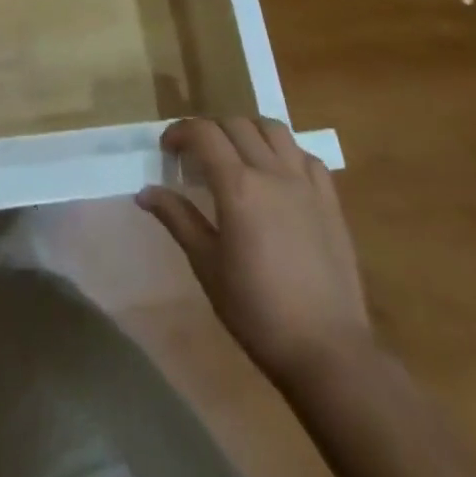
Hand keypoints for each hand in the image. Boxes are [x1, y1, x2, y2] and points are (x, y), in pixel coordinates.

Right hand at [138, 117, 372, 380]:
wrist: (328, 352)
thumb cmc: (258, 311)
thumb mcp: (207, 266)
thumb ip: (178, 219)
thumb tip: (145, 192)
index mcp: (238, 186)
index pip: (203, 132)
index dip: (180, 132)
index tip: (168, 150)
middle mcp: (272, 172)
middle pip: (235, 124)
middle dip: (210, 131)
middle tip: (197, 156)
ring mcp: (306, 183)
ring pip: (273, 129)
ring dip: (248, 131)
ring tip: (237, 154)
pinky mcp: (330, 201)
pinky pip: (306, 156)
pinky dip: (286, 152)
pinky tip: (278, 174)